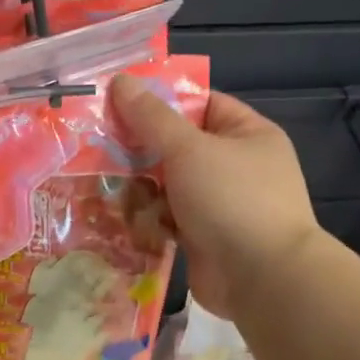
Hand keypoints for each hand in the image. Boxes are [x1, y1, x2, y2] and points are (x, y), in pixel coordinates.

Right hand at [110, 77, 318, 317]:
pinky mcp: (202, 237)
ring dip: (139, 189)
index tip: (116, 103)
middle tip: (97, 147)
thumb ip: (151, 117)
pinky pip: (166, 218)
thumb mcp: (188, 149)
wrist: (262, 278)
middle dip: (139, 150)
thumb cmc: (231, 199)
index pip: (199, 104)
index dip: (160, 101)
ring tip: (105, 188)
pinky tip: (121, 219)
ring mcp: (219, 203)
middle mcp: (235, 166)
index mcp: (246, 134)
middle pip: (176, 146)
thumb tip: (121, 80)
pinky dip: (147, 219)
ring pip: (166, 185)